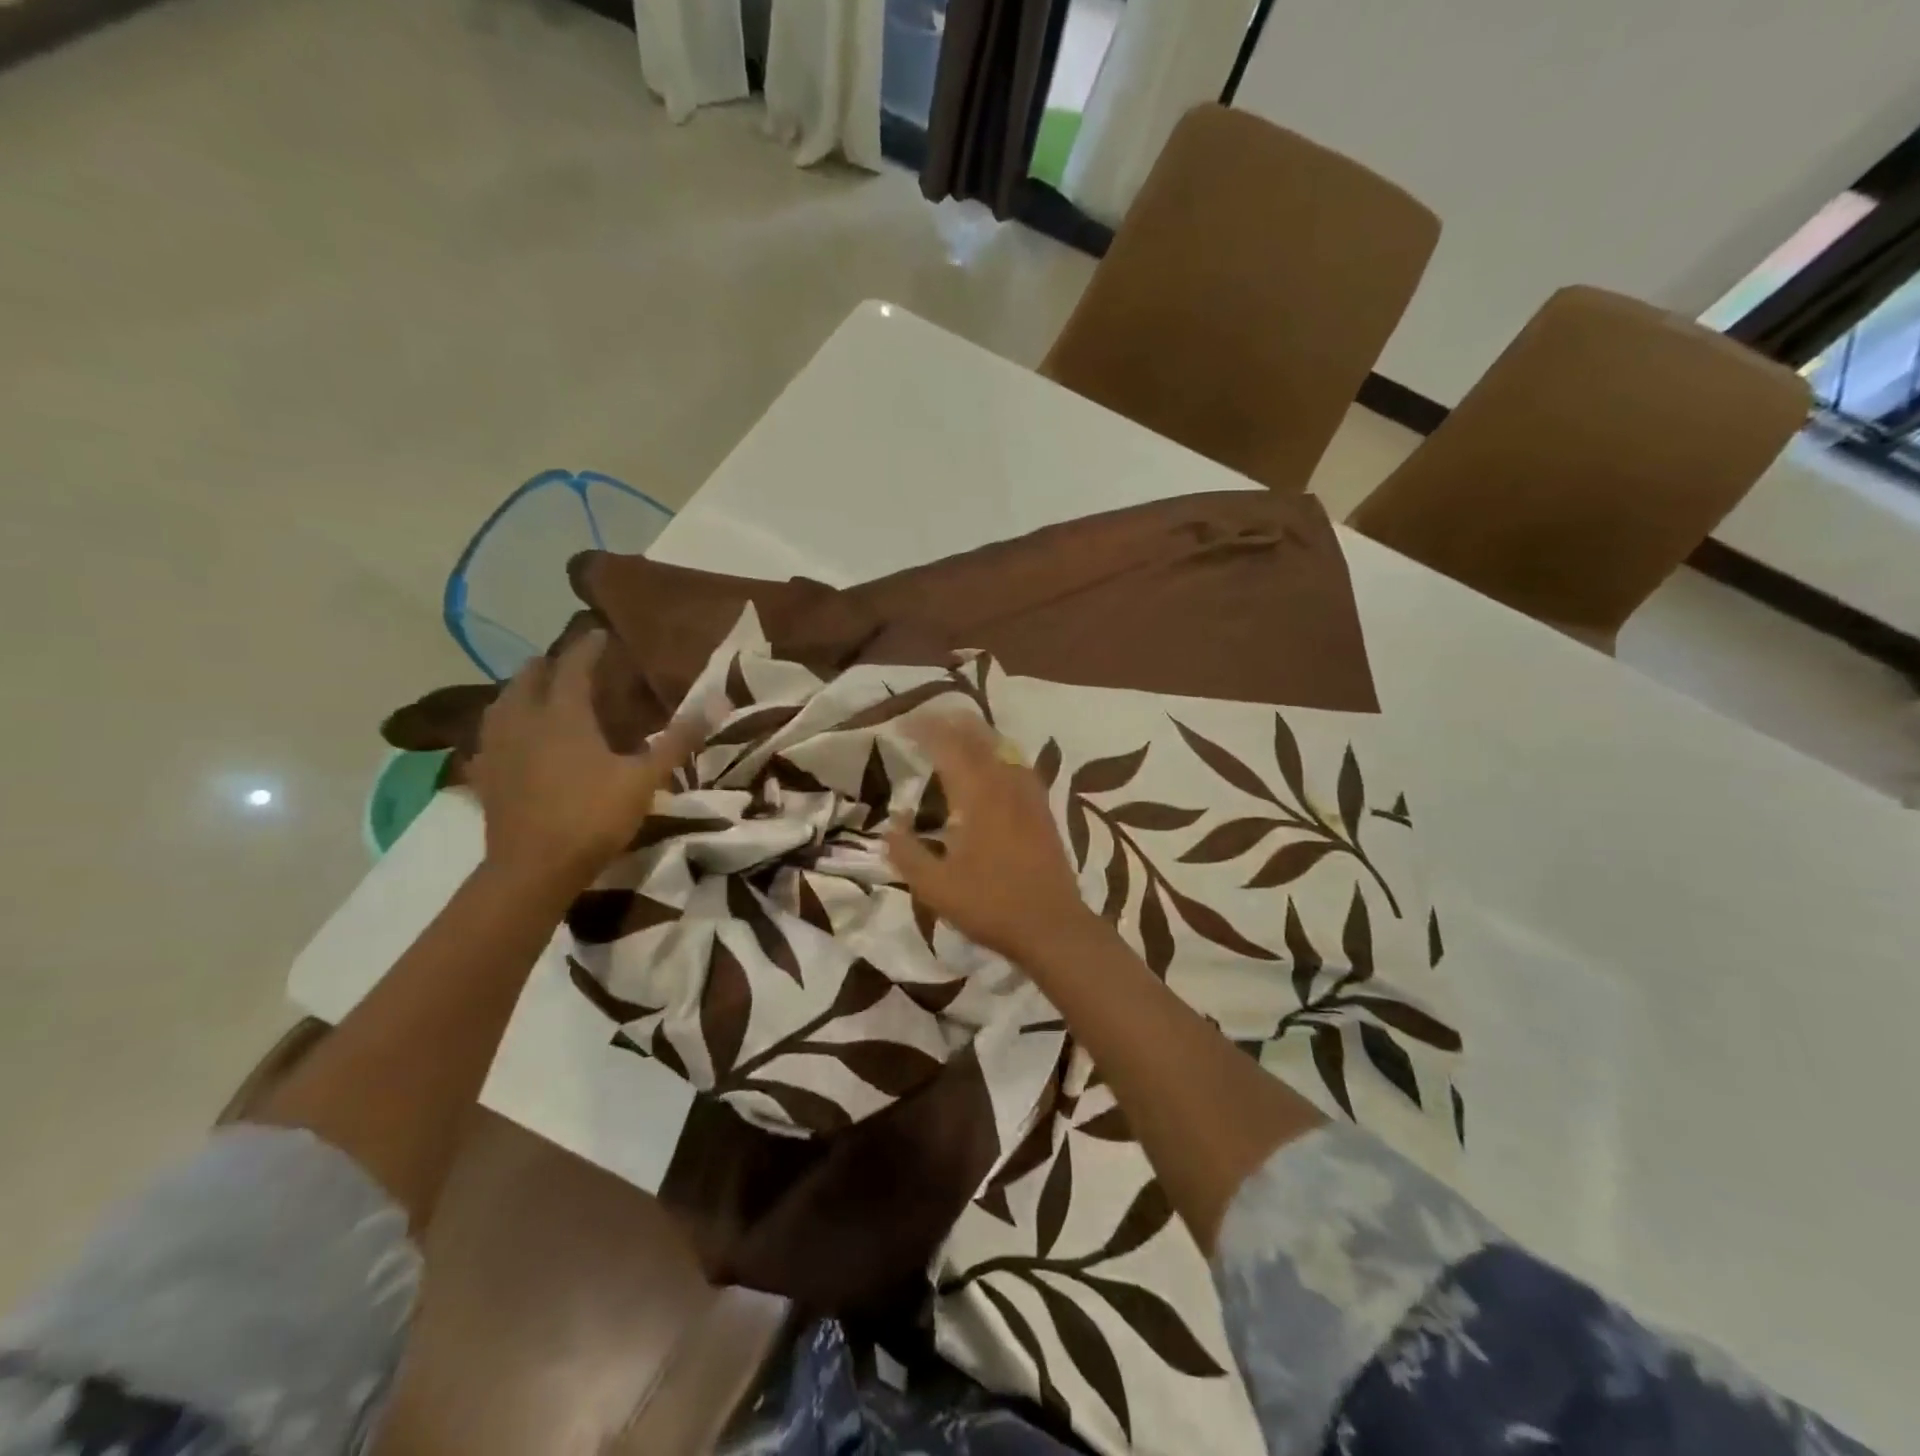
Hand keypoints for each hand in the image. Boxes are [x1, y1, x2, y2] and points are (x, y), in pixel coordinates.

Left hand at [471, 631, 702, 889]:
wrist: (533, 870)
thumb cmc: (593, 817)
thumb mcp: (645, 779)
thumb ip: (678, 740)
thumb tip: (716, 701)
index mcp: (563, 714)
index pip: (573, 665)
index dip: (588, 647)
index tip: (602, 634)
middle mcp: (523, 720)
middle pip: (529, 676)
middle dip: (551, 664)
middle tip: (574, 666)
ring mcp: (498, 747)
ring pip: (502, 702)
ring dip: (523, 691)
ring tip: (543, 695)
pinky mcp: (485, 775)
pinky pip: (490, 737)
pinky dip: (505, 728)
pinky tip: (514, 740)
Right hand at [886, 713, 1097, 965]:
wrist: (1052, 925)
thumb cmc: (990, 905)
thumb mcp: (935, 887)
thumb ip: (907, 853)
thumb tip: (893, 826)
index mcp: (977, 796)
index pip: (948, 746)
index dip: (924, 729)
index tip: (902, 725)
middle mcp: (1005, 785)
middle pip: (979, 737)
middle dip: (951, 722)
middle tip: (927, 720)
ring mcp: (1029, 795)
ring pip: (1003, 747)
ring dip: (977, 734)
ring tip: (956, 735)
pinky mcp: (1043, 810)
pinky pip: (1019, 766)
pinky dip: (999, 754)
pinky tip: (994, 768)